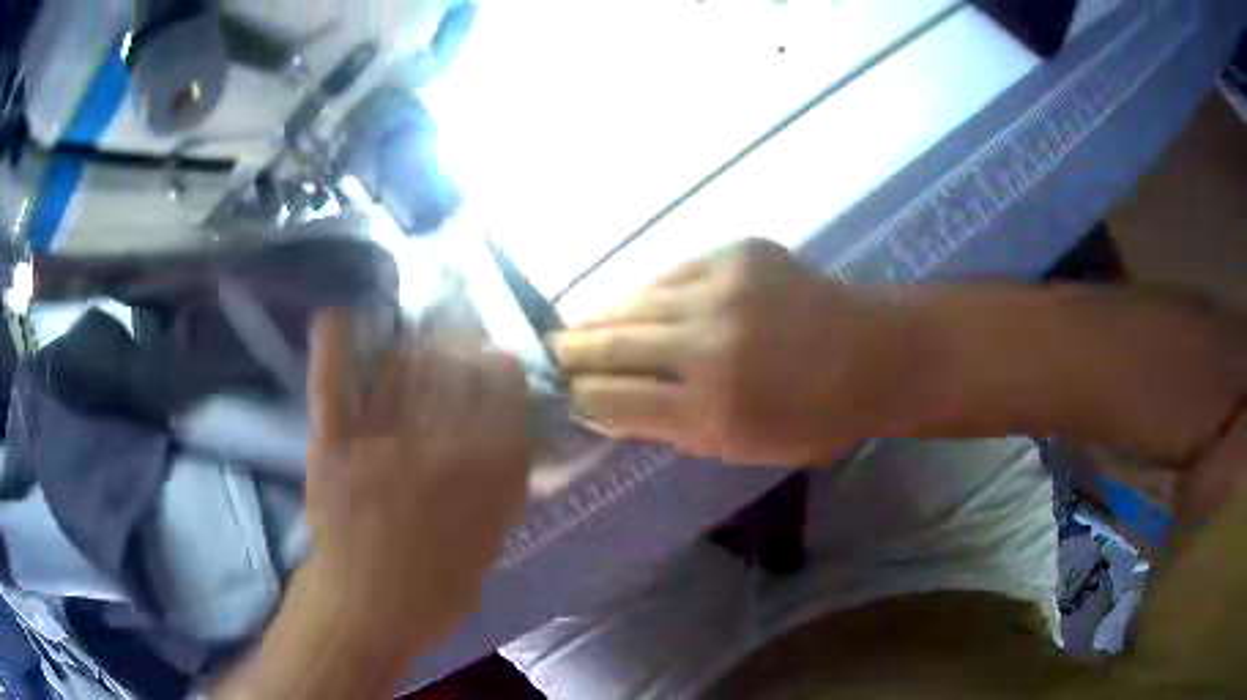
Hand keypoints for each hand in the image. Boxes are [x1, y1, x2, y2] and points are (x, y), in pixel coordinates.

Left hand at [302, 310, 530, 655]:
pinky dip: (332, 352)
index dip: (500, 376)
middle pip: (450, 381)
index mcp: (474, 481)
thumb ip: (498, 502)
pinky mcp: (332, 448)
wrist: (361, 613)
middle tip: (461, 329)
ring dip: (412, 345)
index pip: (497, 408)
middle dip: (460, 349)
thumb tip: (509, 455)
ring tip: (420, 325)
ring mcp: (376, 445)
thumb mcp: (483, 555)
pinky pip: (332, 392)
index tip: (500, 358)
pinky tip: (334, 315)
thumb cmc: (427, 596)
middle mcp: (431, 451)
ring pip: (398, 377)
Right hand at [552, 240, 919, 465]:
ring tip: (578, 327)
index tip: (566, 396)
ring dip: (598, 318)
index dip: (580, 398)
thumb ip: (674, 428)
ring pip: (630, 302)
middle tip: (548, 355)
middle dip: (570, 353)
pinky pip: (669, 273)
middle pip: (608, 347)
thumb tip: (612, 406)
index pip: (611, 400)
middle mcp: (705, 347)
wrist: (874, 354)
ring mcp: (720, 290)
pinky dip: (646, 293)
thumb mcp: (742, 448)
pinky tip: (638, 303)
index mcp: (709, 411)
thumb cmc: (814, 419)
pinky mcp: (735, 253)